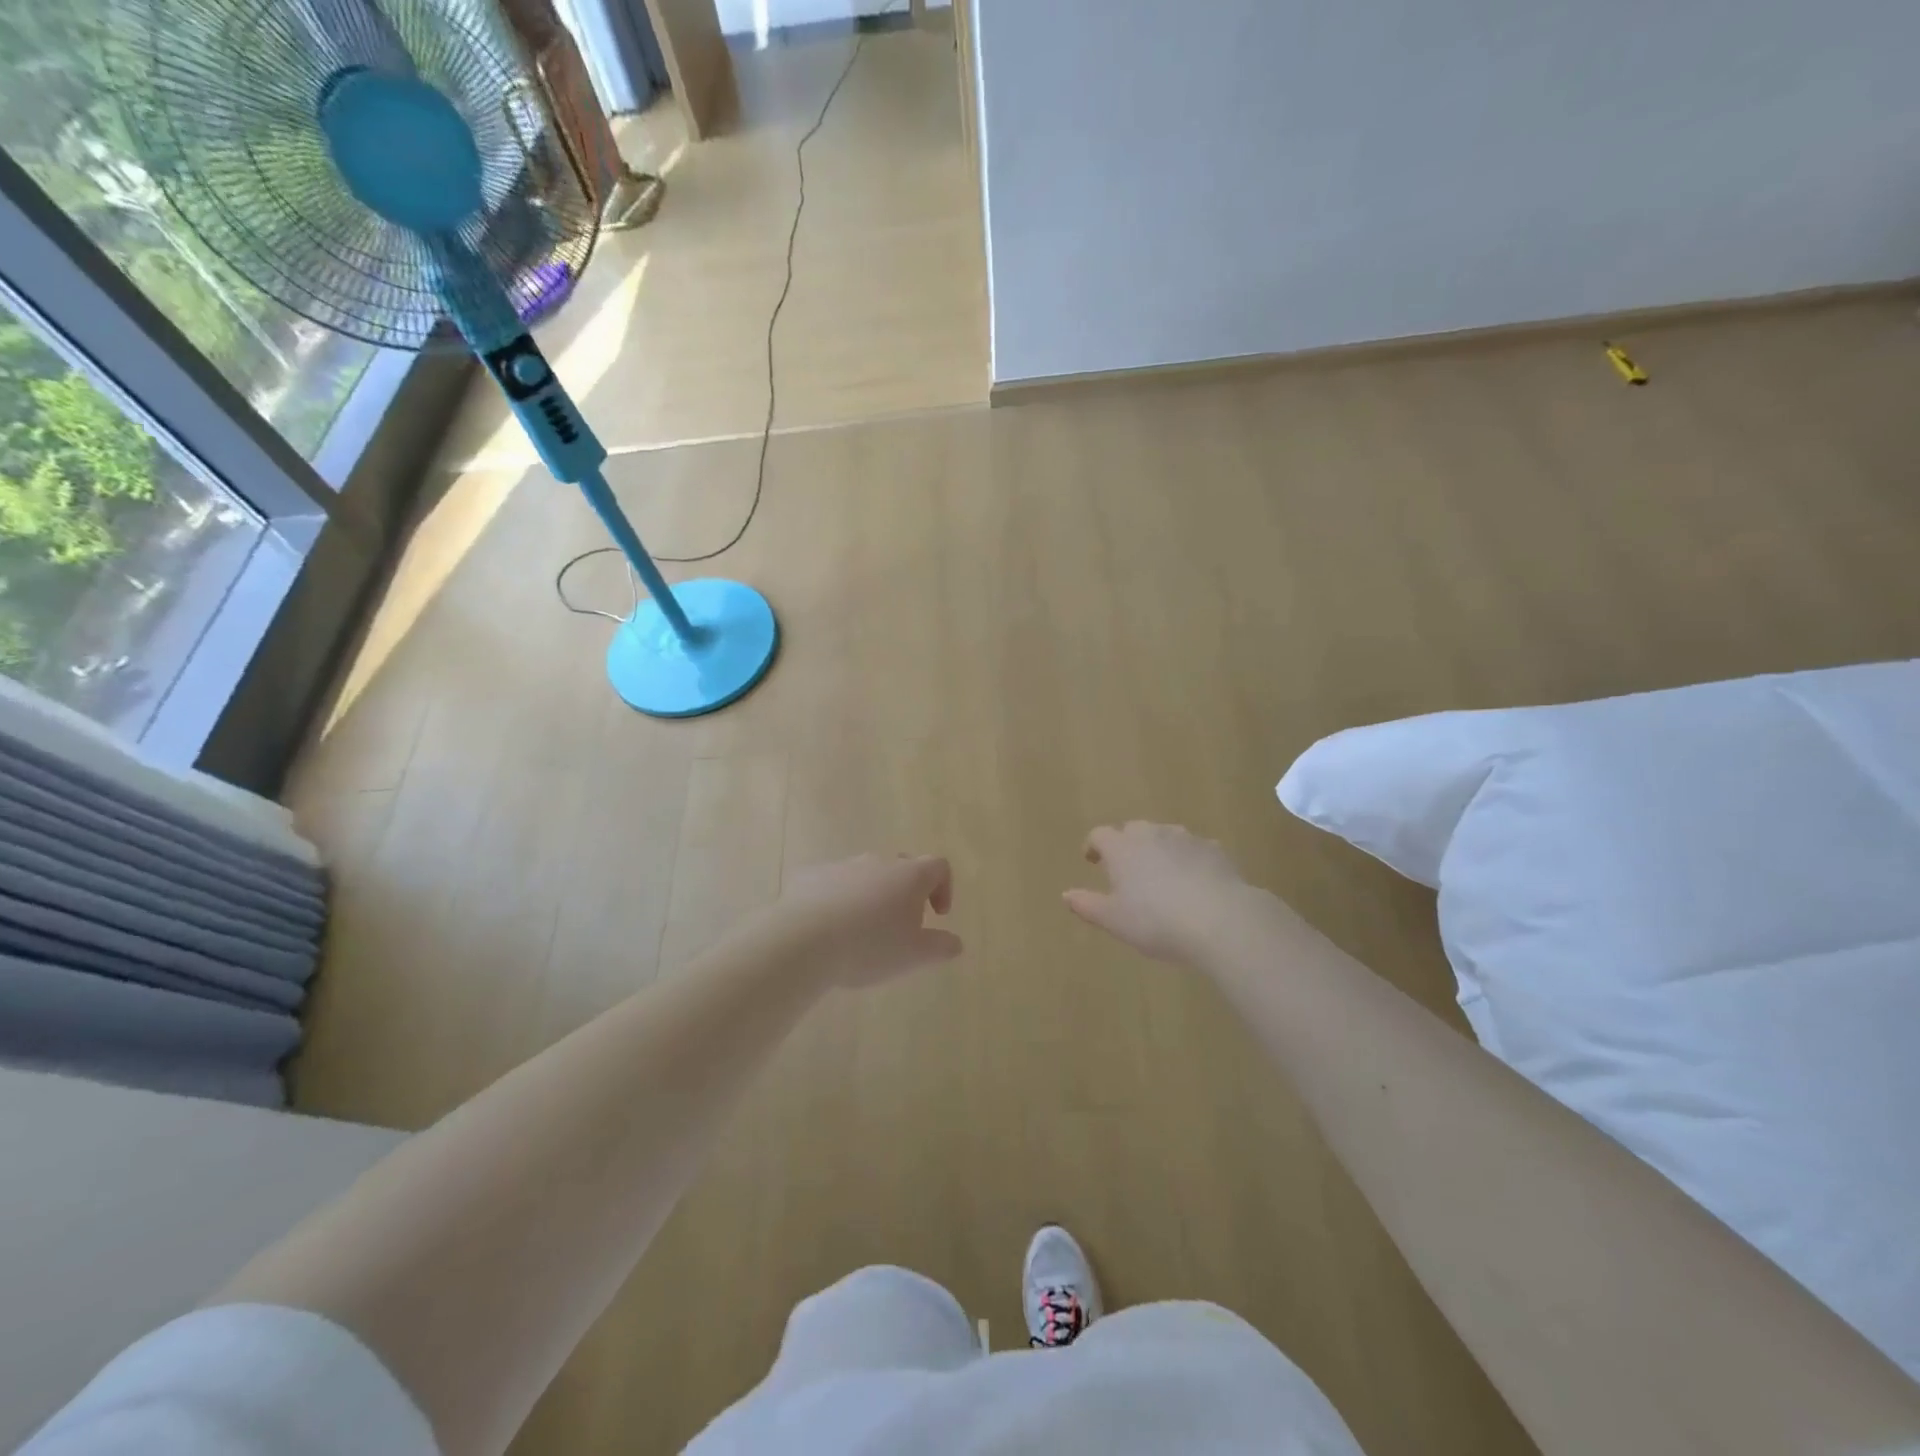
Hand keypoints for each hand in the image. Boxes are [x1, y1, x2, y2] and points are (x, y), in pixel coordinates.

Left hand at [772, 854, 962, 987]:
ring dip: (871, 896)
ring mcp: (842, 865)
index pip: (938, 865)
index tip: (936, 916)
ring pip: (866, 875)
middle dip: (907, 891)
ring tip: (862, 931)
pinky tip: (830, 929)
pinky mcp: (811, 875)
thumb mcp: (914, 956)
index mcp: (909, 875)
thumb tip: (955, 942)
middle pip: (902, 866)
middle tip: (901, 925)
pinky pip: (834, 883)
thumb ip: (941, 947)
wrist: (802, 941)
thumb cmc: (869, 946)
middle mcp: (878, 861)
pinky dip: (839, 900)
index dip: (943, 888)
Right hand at [1065, 822, 1254, 963]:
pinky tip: (1195, 883)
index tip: (1092, 861)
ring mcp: (1186, 838)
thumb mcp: (1114, 920)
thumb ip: (1087, 905)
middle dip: (1127, 845)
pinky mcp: (1216, 850)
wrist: (1221, 920)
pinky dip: (1189, 860)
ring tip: (1161, 876)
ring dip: (1158, 850)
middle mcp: (1152, 834)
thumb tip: (1066, 894)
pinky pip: (1194, 849)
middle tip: (1127, 870)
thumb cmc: (1156, 921)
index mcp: (1122, 848)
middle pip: (1133, 829)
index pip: (1100, 835)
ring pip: (1165, 836)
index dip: (1093, 846)